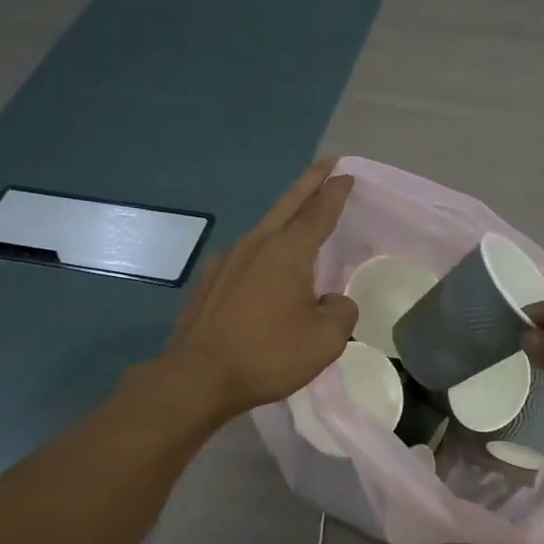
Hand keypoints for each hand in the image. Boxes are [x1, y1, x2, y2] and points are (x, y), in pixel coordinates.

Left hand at [160, 162, 357, 420]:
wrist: (197, 377)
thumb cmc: (268, 354)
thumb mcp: (325, 340)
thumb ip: (341, 312)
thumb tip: (332, 301)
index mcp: (288, 252)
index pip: (319, 212)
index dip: (335, 193)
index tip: (346, 174)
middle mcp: (256, 245)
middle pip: (288, 205)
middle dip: (310, 183)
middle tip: (326, 166)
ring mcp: (226, 261)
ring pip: (264, 229)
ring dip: (285, 218)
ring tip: (300, 220)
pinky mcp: (208, 282)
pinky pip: (245, 257)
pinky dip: (263, 252)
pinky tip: (264, 270)